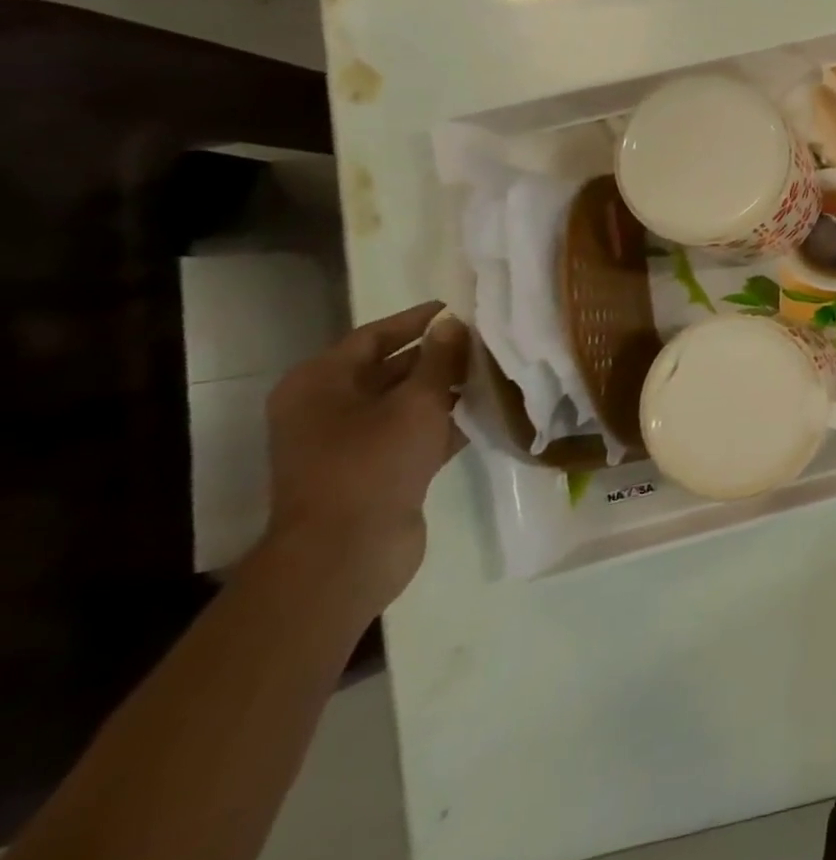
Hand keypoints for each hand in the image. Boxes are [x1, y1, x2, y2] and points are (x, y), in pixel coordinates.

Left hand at [263, 301, 468, 609]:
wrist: (346, 551)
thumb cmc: (372, 463)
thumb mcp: (415, 402)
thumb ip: (439, 359)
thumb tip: (453, 323)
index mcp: (319, 383)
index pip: (372, 336)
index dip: (416, 320)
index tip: (458, 308)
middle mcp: (326, 408)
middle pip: (387, 368)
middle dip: (436, 354)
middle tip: (485, 339)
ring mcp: (348, 443)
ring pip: (403, 403)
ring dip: (444, 389)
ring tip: (493, 371)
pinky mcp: (373, 470)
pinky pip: (412, 433)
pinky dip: (443, 422)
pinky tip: (484, 412)